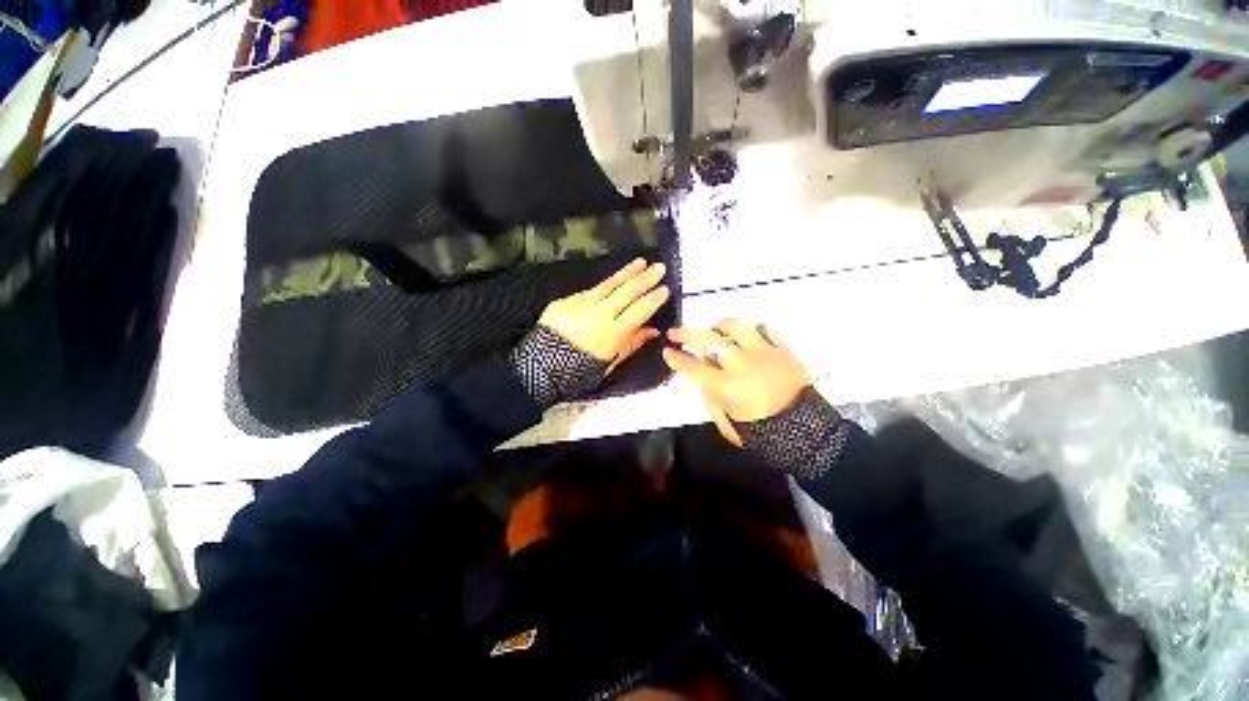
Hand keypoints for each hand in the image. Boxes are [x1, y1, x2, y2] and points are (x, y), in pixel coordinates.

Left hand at [539, 258, 669, 371]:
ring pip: (609, 284)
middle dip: (646, 278)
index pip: (640, 310)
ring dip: (627, 272)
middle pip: (627, 291)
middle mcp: (599, 314)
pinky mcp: (567, 300)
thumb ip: (632, 344)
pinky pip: (590, 291)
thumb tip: (653, 330)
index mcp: (612, 333)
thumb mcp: (610, 362)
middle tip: (659, 267)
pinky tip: (612, 281)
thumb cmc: (579, 370)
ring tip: (640, 262)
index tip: (665, 289)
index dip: (654, 298)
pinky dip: (604, 286)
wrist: (541, 366)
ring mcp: (582, 304)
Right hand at [663, 320, 809, 445]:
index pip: (692, 367)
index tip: (667, 352)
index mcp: (725, 387)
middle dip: (686, 334)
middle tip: (675, 332)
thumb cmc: (762, 433)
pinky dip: (754, 329)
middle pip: (707, 340)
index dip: (676, 358)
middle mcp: (740, 365)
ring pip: (737, 327)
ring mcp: (763, 353)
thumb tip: (704, 381)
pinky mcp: (782, 350)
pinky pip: (766, 329)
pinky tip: (748, 334)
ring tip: (714, 328)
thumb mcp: (728, 425)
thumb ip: (711, 401)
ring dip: (720, 326)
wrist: (806, 432)